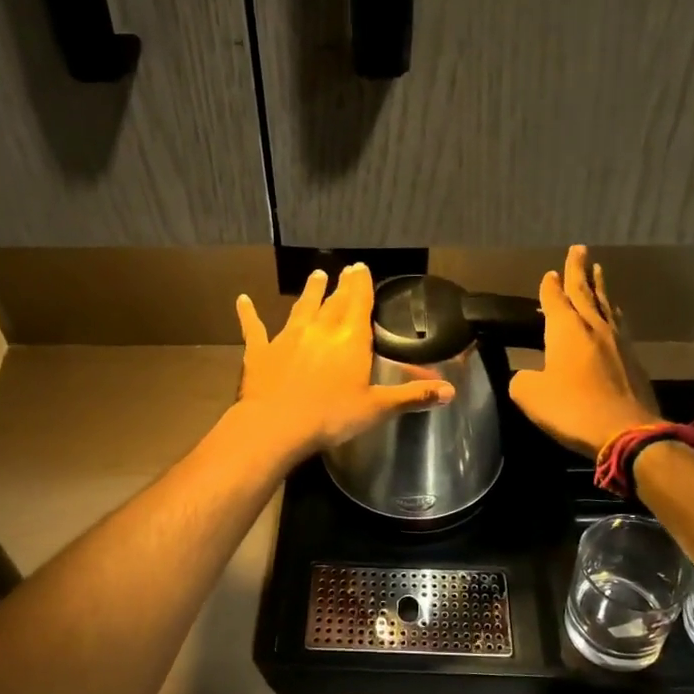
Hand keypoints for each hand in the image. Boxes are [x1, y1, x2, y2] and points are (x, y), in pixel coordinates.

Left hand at [232, 264, 452, 463]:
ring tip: (315, 276)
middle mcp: (320, 329)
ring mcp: (288, 337)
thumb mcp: (377, 409)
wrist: (276, 425)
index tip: (362, 268)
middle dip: (342, 285)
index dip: (362, 284)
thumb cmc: (331, 417)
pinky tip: (242, 301)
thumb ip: (412, 396)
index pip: (360, 303)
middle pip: (334, 301)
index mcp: (350, 339)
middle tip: (346, 269)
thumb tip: (451, 392)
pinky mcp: (260, 351)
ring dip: (310, 292)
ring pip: (302, 308)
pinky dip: (248, 314)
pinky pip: (254, 328)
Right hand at [509, 245, 659, 455]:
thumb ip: (521, 379)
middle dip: (579, 270)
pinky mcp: (633, 359)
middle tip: (579, 249)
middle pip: (585, 291)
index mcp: (566, 330)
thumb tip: (523, 375)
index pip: (555, 298)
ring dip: (600, 287)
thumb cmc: (573, 409)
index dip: (550, 286)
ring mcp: (617, 341)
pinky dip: (612, 313)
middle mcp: (593, 327)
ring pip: (606, 305)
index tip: (549, 273)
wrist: (627, 431)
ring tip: (598, 272)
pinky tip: (614, 315)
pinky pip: (619, 325)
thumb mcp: (531, 396)